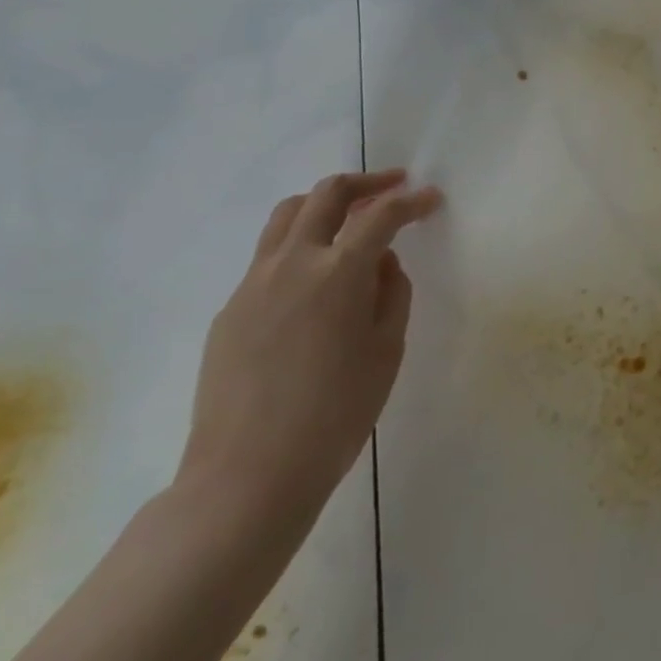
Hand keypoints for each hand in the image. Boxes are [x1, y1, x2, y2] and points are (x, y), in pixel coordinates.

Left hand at [175, 170, 442, 528]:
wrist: (247, 477)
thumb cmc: (335, 415)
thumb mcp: (386, 350)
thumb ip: (391, 293)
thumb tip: (381, 263)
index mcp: (339, 272)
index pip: (382, 215)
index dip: (412, 201)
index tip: (431, 199)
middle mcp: (293, 263)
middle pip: (327, 194)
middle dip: (367, 183)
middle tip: (393, 187)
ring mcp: (253, 284)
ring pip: (287, 214)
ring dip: (324, 204)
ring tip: (349, 218)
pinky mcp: (229, 310)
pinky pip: (267, 258)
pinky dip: (299, 247)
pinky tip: (314, 284)